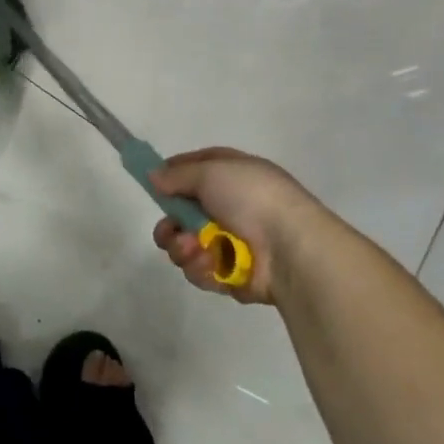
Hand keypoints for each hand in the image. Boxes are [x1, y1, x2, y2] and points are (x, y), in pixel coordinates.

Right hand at [150, 147, 330, 305]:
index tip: (153, 184)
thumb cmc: (252, 198)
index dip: (173, 175)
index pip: (195, 169)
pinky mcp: (231, 274)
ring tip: (195, 249)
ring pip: (187, 245)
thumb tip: (154, 176)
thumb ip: (177, 175)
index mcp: (232, 175)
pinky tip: (210, 265)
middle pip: (183, 214)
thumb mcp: (211, 171)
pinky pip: (201, 270)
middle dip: (171, 225)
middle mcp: (231, 206)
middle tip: (170, 231)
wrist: (290, 248)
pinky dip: (201, 268)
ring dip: (184, 248)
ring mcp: (231, 242)